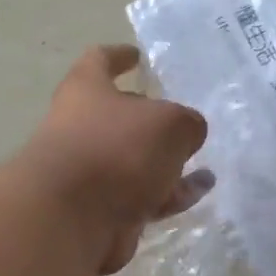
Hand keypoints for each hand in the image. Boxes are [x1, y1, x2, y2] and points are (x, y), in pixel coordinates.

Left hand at [21, 45, 211, 274]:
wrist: (70, 219)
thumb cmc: (117, 149)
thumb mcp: (171, 124)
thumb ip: (188, 123)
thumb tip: (188, 134)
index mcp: (87, 91)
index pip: (100, 61)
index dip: (119, 56)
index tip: (137, 56)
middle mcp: (81, 127)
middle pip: (119, 117)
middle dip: (151, 121)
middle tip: (183, 123)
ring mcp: (89, 172)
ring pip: (134, 161)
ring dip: (167, 163)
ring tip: (205, 166)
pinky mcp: (99, 210)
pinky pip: (140, 196)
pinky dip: (168, 193)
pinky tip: (199, 193)